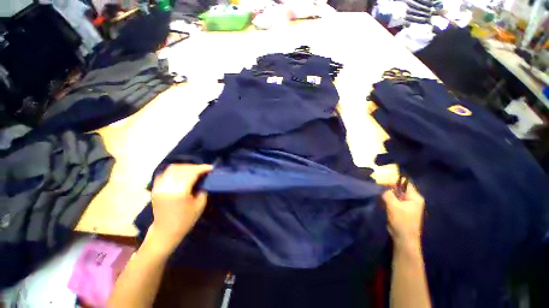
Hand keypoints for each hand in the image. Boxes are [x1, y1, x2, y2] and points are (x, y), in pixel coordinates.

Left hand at [146, 164, 212, 255]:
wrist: (165, 232)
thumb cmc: (185, 220)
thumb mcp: (200, 205)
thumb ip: (203, 190)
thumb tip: (204, 180)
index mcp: (180, 191)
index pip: (192, 173)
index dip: (202, 168)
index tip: (211, 168)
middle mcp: (168, 186)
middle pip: (183, 169)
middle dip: (195, 167)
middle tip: (204, 170)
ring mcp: (160, 186)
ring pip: (173, 169)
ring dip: (185, 167)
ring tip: (194, 171)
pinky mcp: (156, 188)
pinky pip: (165, 173)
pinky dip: (175, 171)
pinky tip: (181, 174)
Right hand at [381, 183, 425, 246]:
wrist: (404, 238)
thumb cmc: (402, 221)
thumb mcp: (393, 205)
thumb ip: (387, 193)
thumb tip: (381, 185)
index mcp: (415, 197)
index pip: (404, 183)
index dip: (394, 180)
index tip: (382, 178)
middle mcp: (412, 199)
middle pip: (399, 188)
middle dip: (388, 186)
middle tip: (377, 184)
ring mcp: (407, 205)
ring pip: (395, 194)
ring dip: (387, 193)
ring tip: (377, 191)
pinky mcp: (401, 209)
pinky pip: (394, 200)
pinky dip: (387, 199)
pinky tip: (380, 199)